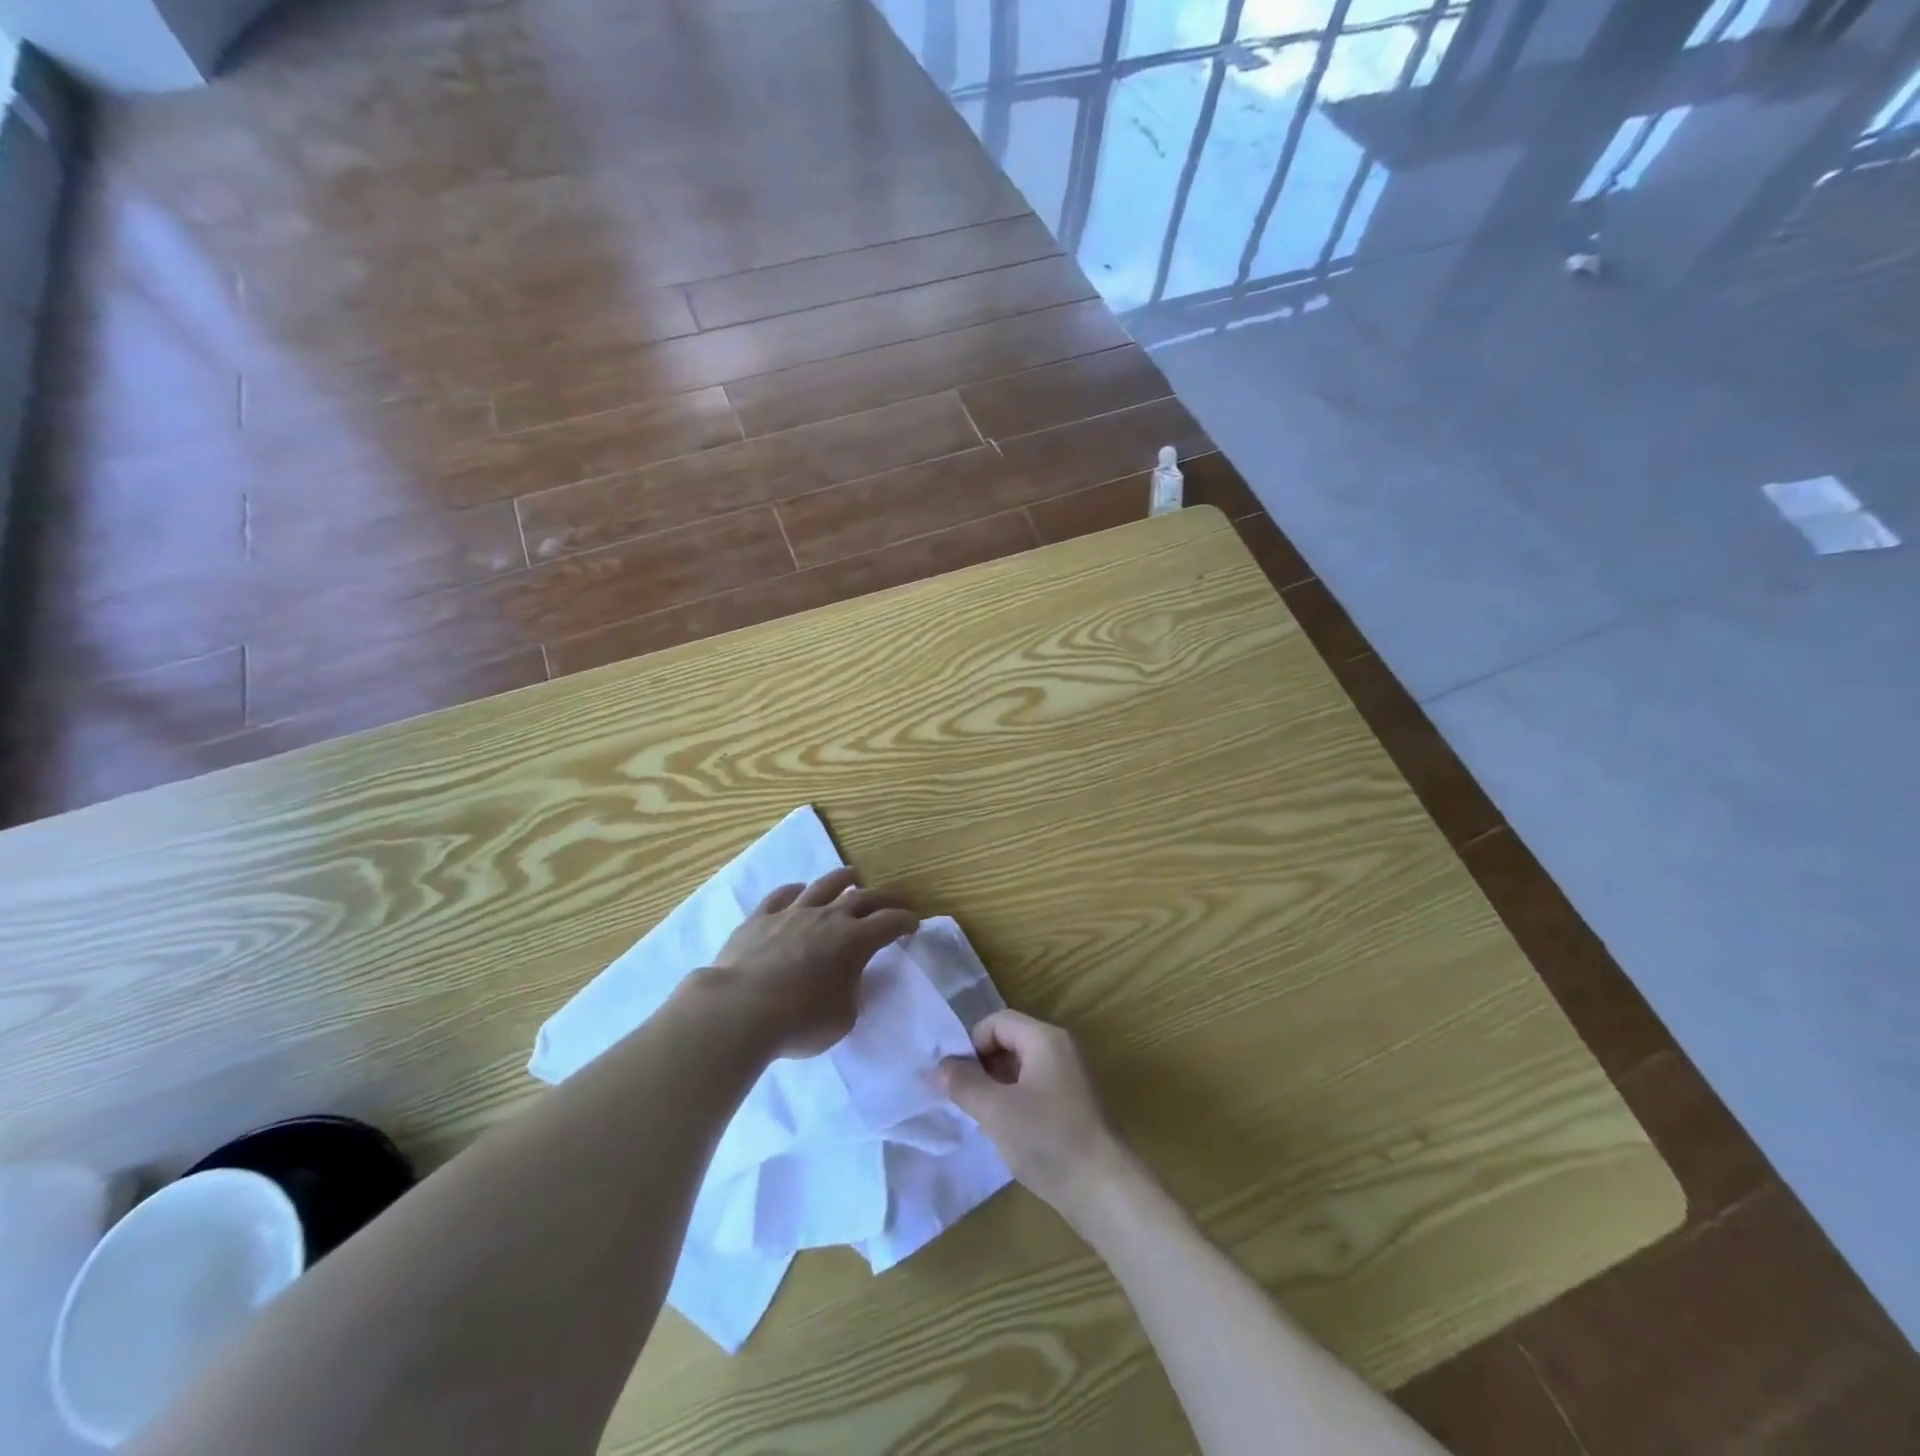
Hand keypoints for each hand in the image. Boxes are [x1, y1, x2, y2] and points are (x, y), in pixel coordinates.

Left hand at [709, 868, 919, 1058]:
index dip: (905, 921)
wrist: (740, 1009)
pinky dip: (794, 891)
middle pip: (863, 898)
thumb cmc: (800, 1020)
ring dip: (842, 879)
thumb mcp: (843, 1017)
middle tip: (896, 898)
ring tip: (851, 875)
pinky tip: (798, 890)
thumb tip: (847, 978)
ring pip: (823, 886)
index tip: (914, 923)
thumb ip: (851, 992)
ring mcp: (792, 913)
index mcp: (854, 941)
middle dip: (884, 897)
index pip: (889, 923)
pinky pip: (781, 896)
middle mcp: (827, 918)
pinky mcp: (760, 918)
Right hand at [935, 1010, 1126, 1221]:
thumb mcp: (996, 1111)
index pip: (997, 1022)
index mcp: (1045, 1039)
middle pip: (1010, 1041)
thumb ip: (963, 1084)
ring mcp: (1071, 1077)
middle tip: (964, 1099)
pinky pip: (1036, 1087)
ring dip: (997, 1085)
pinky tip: (1006, 1131)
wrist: (1105, 1191)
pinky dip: (1016, 1100)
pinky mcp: (1075, 1104)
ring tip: (981, 1117)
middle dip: (982, 1065)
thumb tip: (937, 1066)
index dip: (972, 1044)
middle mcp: (1061, 1049)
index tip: (956, 1079)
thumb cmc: (1048, 1140)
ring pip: (1022, 1067)